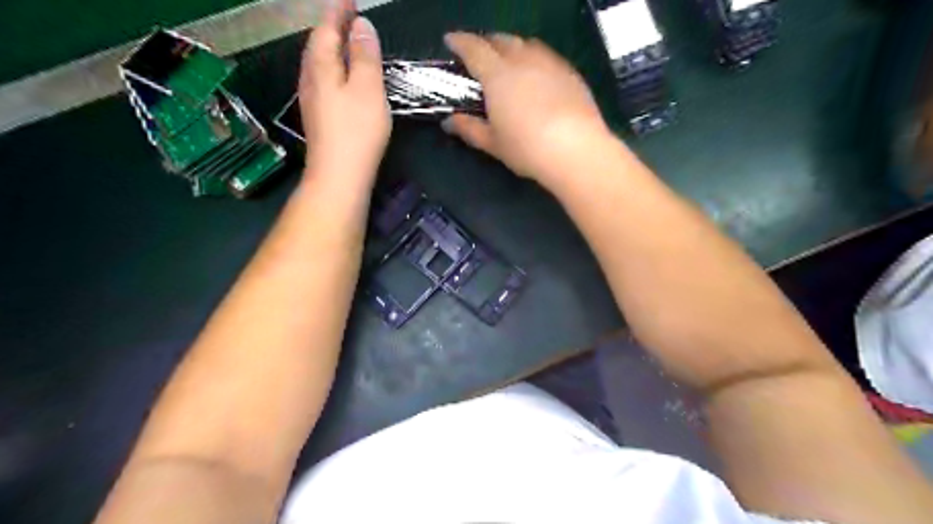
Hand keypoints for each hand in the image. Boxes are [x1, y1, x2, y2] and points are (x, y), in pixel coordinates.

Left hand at [296, 0, 388, 183]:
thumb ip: (365, 56)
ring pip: (317, 64)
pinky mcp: (318, 118)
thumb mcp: (368, 88)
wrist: (339, 175)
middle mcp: (310, 79)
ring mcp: (311, 100)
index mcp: (322, 66)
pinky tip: (338, 77)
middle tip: (347, 16)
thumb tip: (361, 25)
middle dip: (331, 27)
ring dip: (330, 48)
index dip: (338, 11)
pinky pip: (322, 80)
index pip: (327, 29)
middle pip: (317, 45)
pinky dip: (332, 68)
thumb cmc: (357, 131)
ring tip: (343, 41)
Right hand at [442, 30, 613, 184]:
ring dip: (512, 47)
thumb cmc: (526, 148)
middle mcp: (522, 60)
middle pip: (501, 40)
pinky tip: (537, 75)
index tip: (451, 41)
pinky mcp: (570, 72)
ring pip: (526, 44)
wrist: (576, 149)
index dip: (459, 42)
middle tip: (480, 55)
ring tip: (509, 61)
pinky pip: (547, 55)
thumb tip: (449, 122)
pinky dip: (534, 58)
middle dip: (486, 43)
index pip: (473, 49)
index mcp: (497, 75)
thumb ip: (469, 128)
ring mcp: (549, 63)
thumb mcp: (493, 142)